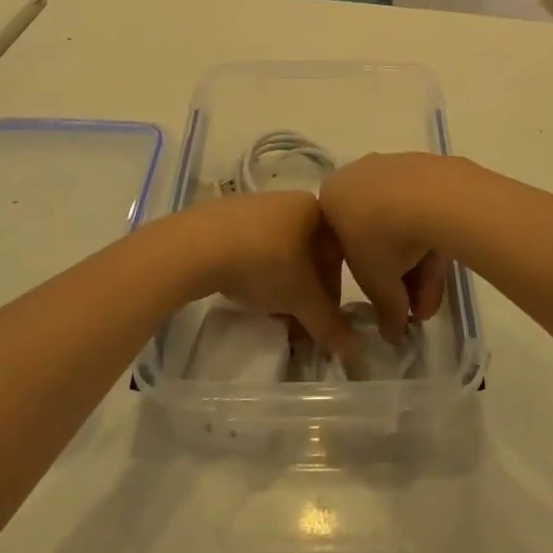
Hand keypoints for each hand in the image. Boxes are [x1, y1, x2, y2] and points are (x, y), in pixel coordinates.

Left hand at [177, 190, 351, 354]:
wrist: (197, 246)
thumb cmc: (263, 262)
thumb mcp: (300, 298)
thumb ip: (328, 323)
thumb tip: (355, 352)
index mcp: (313, 207)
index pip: (338, 253)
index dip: (333, 292)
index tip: (322, 319)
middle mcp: (288, 200)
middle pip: (309, 254)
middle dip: (306, 291)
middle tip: (298, 321)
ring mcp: (255, 206)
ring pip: (282, 252)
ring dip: (283, 285)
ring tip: (271, 311)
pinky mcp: (226, 217)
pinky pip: (255, 247)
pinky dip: (258, 272)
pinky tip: (246, 291)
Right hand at [319, 153, 458, 343]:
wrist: (428, 195)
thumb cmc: (381, 238)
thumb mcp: (375, 284)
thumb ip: (382, 309)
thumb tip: (391, 333)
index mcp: (331, 196)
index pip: (342, 242)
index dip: (365, 276)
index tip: (384, 297)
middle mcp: (357, 175)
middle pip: (376, 234)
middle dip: (398, 277)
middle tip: (414, 309)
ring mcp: (393, 168)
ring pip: (402, 223)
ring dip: (418, 267)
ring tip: (434, 303)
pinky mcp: (425, 168)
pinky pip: (423, 208)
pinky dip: (431, 239)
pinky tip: (446, 269)